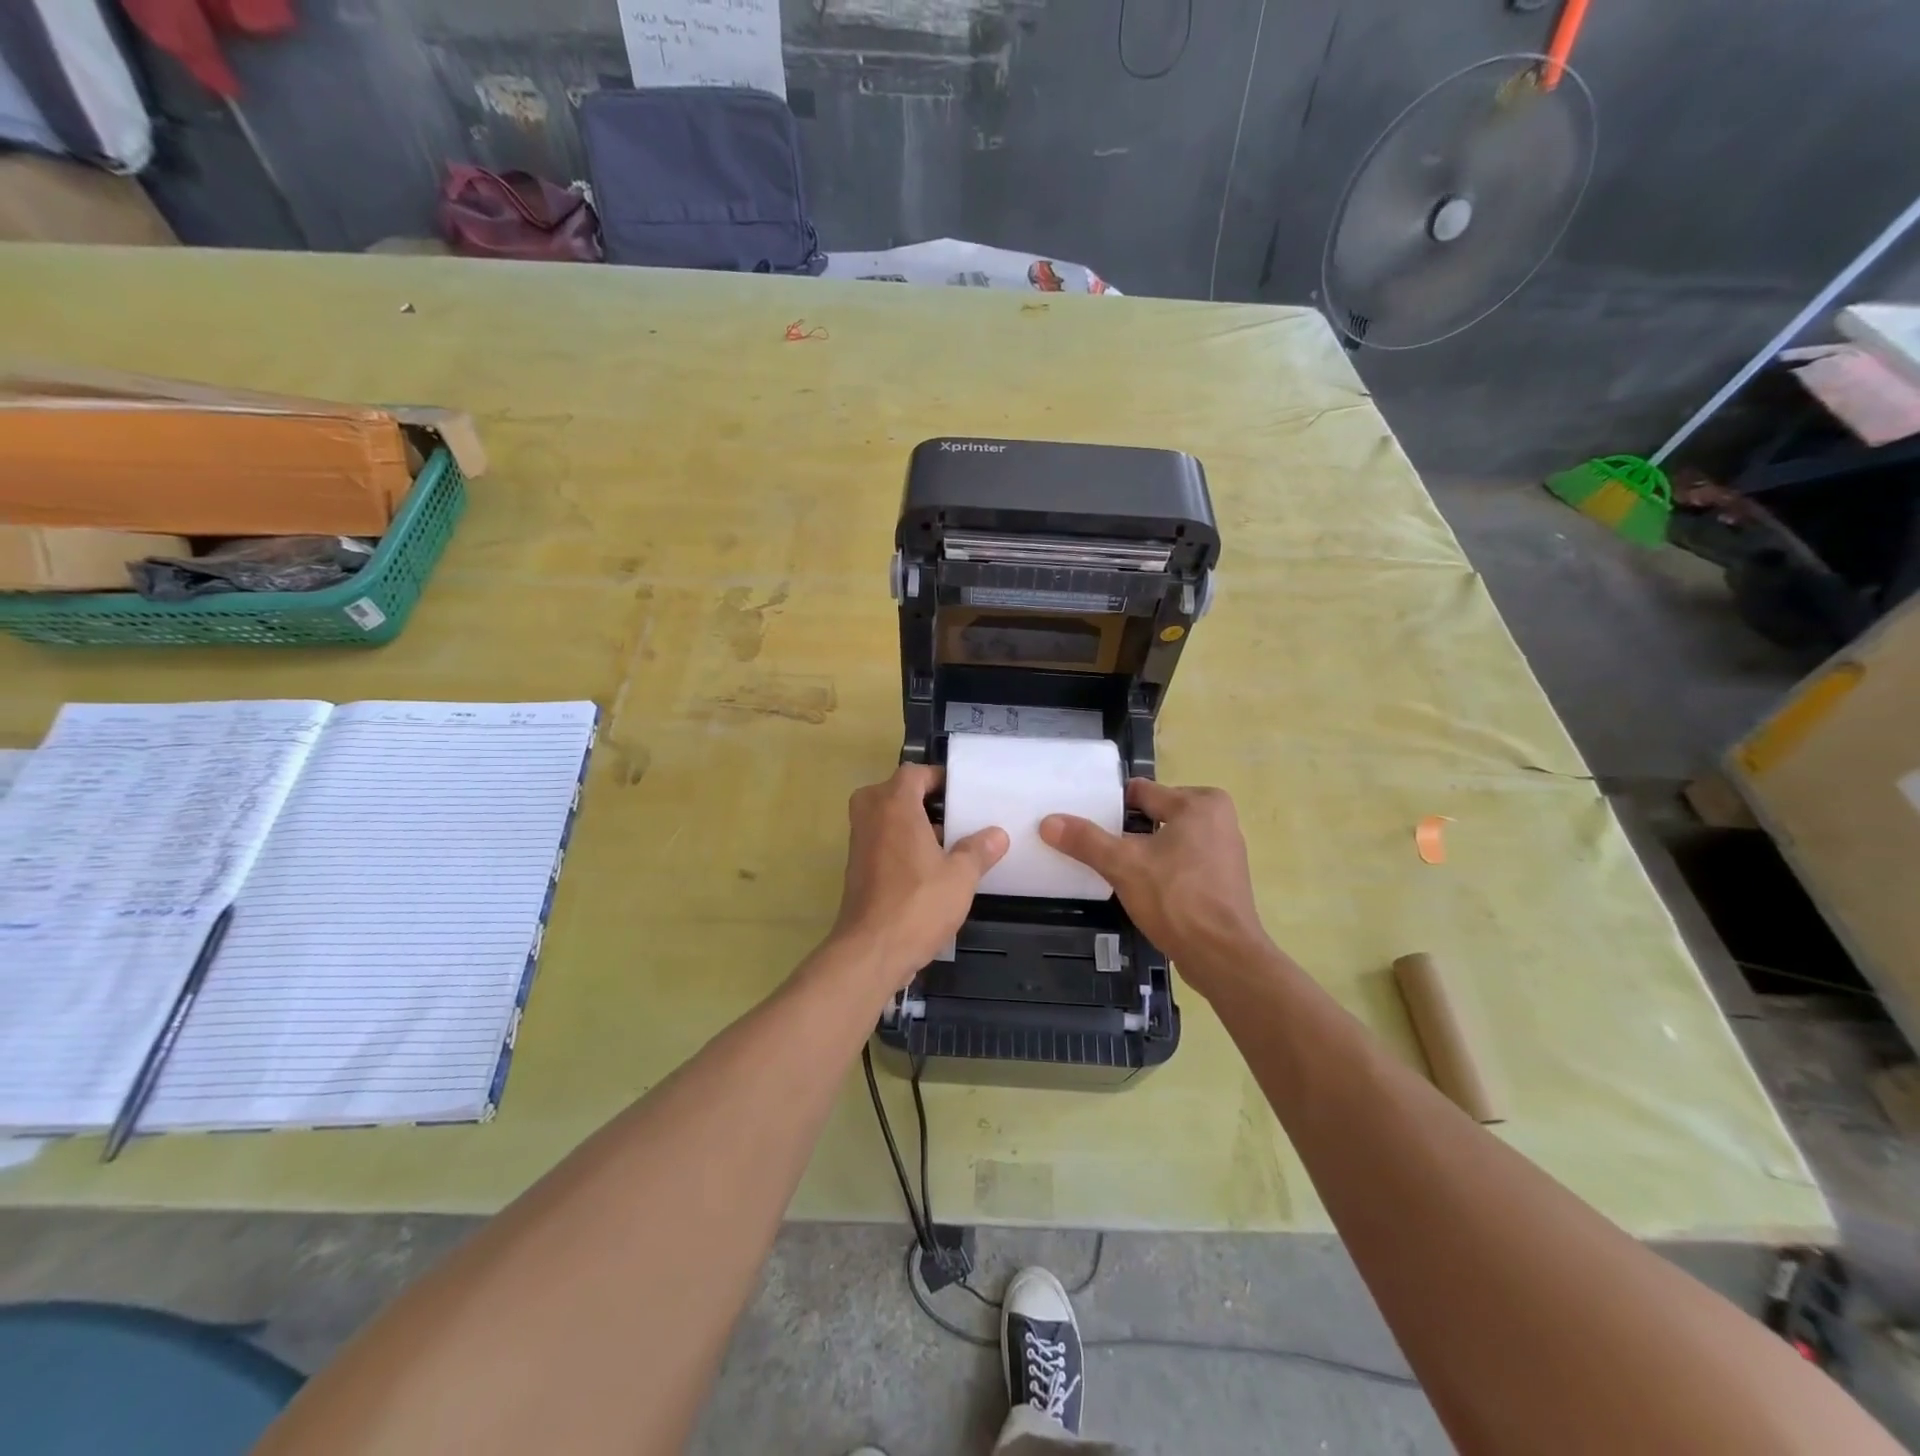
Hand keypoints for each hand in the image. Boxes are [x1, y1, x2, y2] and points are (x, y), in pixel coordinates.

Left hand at [827, 764, 1008, 989]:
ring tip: (949, 842)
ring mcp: (859, 842)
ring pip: (887, 818)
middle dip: (925, 801)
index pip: (914, 773)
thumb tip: (997, 835)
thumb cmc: (918, 904)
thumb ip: (978, 850)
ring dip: (913, 824)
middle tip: (956, 816)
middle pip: (896, 792)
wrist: (872, 950)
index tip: (962, 793)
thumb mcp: (960, 876)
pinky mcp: (856, 868)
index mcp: (894, 805)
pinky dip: (901, 844)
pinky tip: (929, 868)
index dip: (938, 778)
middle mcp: (870, 816)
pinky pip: (881, 841)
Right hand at [1041, 780, 1270, 996]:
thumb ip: (1085, 840)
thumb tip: (1048, 822)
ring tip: (1111, 865)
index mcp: (1199, 803)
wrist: (1223, 957)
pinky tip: (1138, 886)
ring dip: (1142, 851)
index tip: (1083, 820)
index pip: (1141, 792)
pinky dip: (1160, 868)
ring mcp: (1223, 850)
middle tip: (1093, 844)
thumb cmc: (1176, 899)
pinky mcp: (1222, 879)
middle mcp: (1218, 819)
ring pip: (1167, 839)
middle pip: (1154, 814)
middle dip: (1125, 829)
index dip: (1110, 806)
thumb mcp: (1123, 865)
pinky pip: (1181, 861)